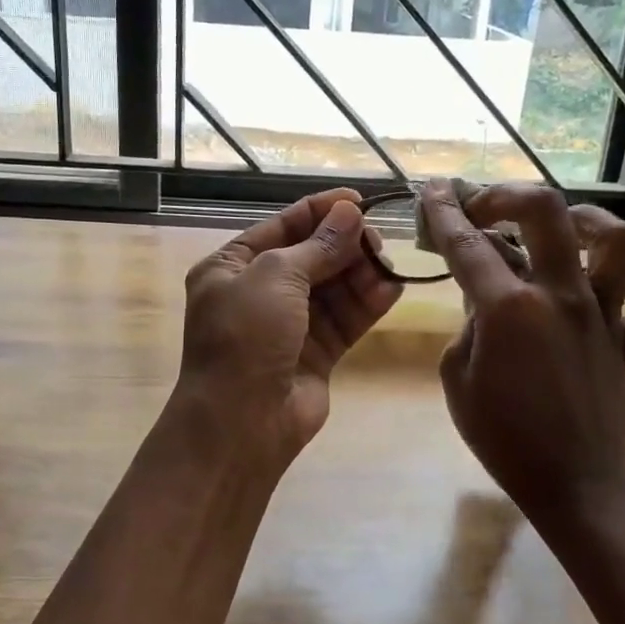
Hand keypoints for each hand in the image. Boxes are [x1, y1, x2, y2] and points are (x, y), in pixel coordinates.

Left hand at [177, 187, 402, 467]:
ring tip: (387, 264)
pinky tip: (392, 288)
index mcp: (232, 267)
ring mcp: (288, 325)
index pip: (281, 227)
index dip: (319, 211)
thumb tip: (349, 213)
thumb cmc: (246, 336)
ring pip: (332, 288)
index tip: (358, 200)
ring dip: (359, 274)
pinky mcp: (315, 354)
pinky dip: (367, 304)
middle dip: (344, 244)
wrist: (241, 423)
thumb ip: (317, 246)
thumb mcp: (275, 277)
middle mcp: (258, 293)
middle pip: (311, 256)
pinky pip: (345, 320)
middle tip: (377, 238)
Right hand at [419, 180, 624, 524]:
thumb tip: (484, 298)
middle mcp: (562, 296)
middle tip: (487, 208)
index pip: (469, 244)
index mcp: (509, 309)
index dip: (445, 212)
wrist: (573, 482)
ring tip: (562, 229)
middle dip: (509, 195)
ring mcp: (605, 314)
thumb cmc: (503, 436)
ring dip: (587, 221)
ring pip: (619, 239)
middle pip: (547, 212)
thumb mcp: (457, 378)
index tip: (435, 189)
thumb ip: (468, 326)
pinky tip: (617, 290)